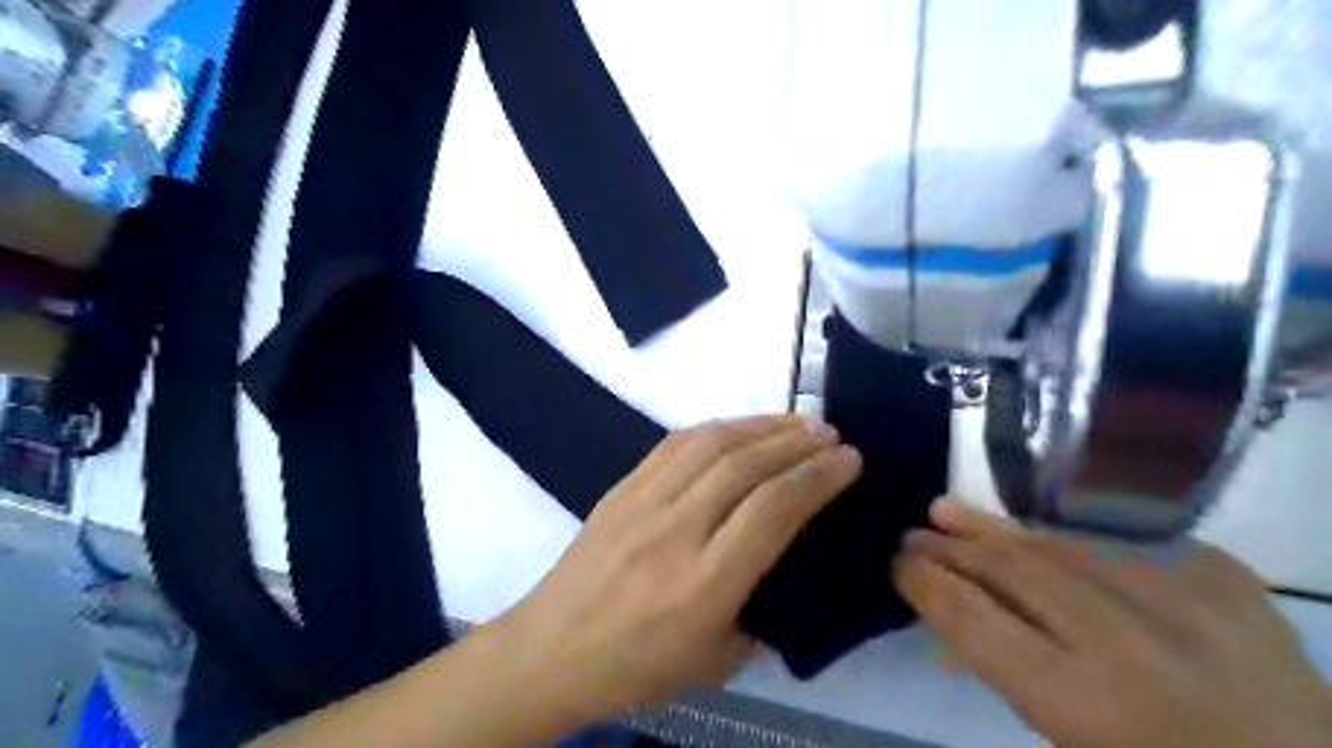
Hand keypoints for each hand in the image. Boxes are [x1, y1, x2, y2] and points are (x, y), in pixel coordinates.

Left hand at [492, 415, 857, 724]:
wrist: (550, 649)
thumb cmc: (637, 666)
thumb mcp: (716, 661)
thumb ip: (760, 612)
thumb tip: (789, 564)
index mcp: (705, 583)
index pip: (773, 510)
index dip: (817, 478)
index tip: (850, 460)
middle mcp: (676, 531)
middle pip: (745, 466)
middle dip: (796, 443)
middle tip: (830, 434)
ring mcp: (643, 502)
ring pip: (710, 444)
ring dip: (760, 425)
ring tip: (795, 422)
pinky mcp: (622, 487)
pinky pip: (674, 443)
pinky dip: (715, 428)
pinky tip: (738, 427)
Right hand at [894, 496, 1331, 747]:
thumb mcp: (1073, 741)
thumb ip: (1011, 674)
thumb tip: (954, 617)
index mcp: (1087, 705)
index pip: (977, 622)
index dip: (928, 587)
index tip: (899, 566)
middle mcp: (1128, 643)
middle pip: (1012, 574)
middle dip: (952, 551)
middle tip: (913, 536)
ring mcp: (1182, 599)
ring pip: (1058, 545)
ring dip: (995, 529)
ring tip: (947, 510)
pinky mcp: (1222, 575)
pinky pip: (1121, 543)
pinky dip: (1068, 538)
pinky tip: (1036, 533)